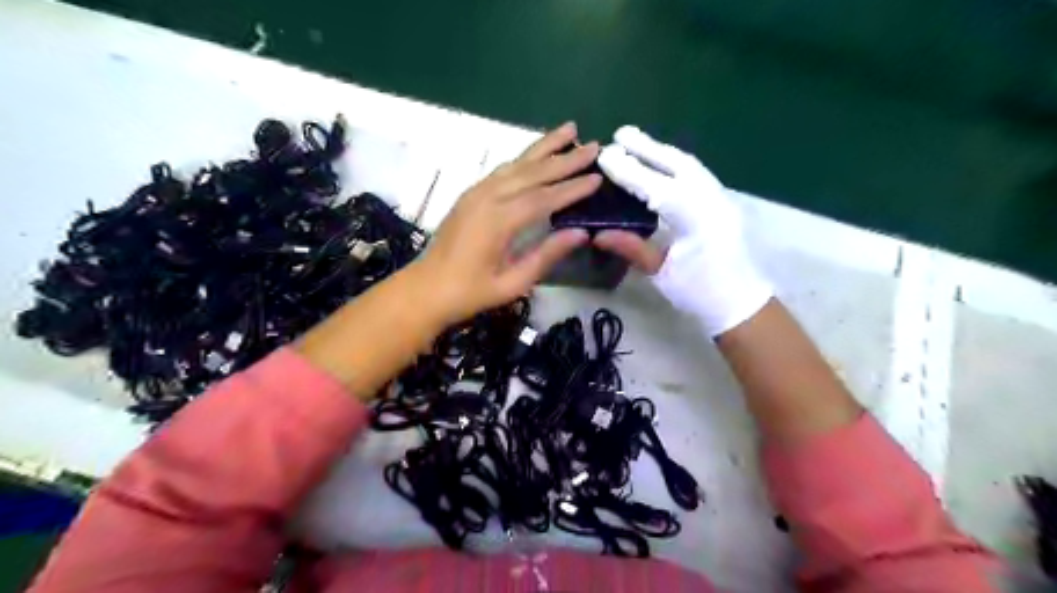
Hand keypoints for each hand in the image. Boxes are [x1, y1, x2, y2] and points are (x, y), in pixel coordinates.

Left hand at [419, 120, 606, 323]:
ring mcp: (476, 193)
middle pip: (532, 172)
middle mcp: (487, 198)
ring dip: (544, 146)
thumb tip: (582, 233)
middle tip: (594, 145)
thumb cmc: (470, 293)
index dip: (572, 187)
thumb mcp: (512, 284)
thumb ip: (546, 256)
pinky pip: (502, 170)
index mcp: (498, 221)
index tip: (599, 177)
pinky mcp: (470, 195)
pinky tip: (536, 154)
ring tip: (569, 130)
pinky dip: (523, 158)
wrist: (425, 289)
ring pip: (516, 163)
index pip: (544, 198)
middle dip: (565, 158)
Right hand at [593, 122, 769, 338]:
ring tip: (637, 141)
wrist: (741, 302)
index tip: (605, 156)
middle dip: (647, 147)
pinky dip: (674, 163)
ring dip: (661, 151)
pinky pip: (696, 173)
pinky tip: (660, 161)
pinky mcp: (722, 201)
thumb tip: (597, 234)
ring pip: (690, 165)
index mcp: (697, 221)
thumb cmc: (700, 293)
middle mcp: (712, 201)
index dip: (629, 172)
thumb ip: (632, 248)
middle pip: (678, 164)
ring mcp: (721, 198)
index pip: (657, 188)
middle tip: (621, 133)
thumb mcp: (661, 274)